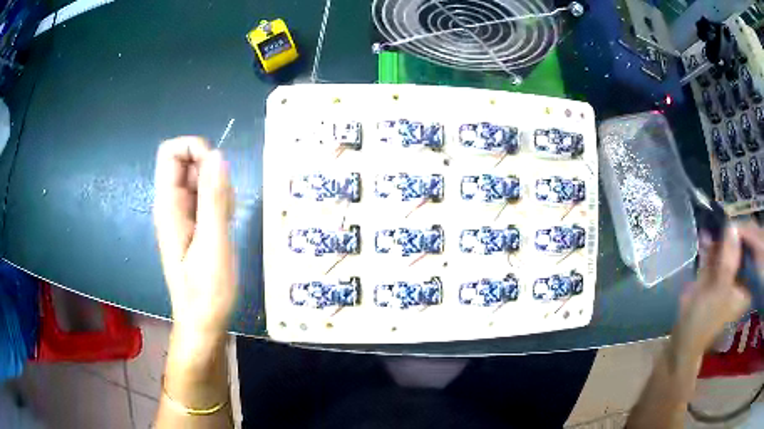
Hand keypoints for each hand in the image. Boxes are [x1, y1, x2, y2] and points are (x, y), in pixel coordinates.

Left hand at [153, 137, 235, 340]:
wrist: (203, 323)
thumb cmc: (207, 291)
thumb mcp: (214, 244)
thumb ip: (214, 199)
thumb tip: (217, 155)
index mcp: (168, 205)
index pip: (171, 152)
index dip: (194, 148)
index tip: (218, 169)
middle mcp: (171, 204)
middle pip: (187, 162)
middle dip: (211, 171)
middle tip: (226, 203)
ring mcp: (182, 215)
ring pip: (199, 178)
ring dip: (218, 188)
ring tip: (228, 219)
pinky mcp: (193, 225)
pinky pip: (205, 197)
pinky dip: (220, 202)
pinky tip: (227, 225)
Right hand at [674, 224, 759, 354]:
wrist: (683, 337)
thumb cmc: (706, 320)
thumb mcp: (720, 290)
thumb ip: (729, 259)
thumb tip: (732, 225)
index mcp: (747, 285)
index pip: (751, 254)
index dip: (745, 235)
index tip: (735, 221)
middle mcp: (741, 278)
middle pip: (741, 248)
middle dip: (733, 232)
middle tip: (724, 219)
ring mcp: (728, 275)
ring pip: (728, 248)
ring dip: (720, 235)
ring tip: (713, 222)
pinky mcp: (715, 274)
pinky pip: (716, 253)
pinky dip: (711, 243)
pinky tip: (705, 233)